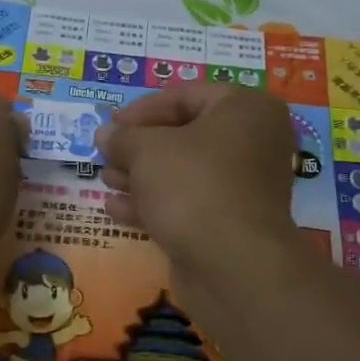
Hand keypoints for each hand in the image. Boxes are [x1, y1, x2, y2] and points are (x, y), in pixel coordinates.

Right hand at [95, 82, 295, 270]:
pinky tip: (117, 210)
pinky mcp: (231, 223)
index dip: (142, 109)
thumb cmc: (193, 185)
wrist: (232, 264)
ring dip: (142, 176)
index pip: (185, 96)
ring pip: (185, 172)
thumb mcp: (147, 151)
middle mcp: (253, 142)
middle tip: (106, 154)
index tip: (111, 125)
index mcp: (245, 109)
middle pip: (185, 135)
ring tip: (106, 180)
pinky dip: (155, 204)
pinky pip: (189, 203)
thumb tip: (106, 133)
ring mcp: (245, 186)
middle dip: (140, 146)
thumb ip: (123, 137)